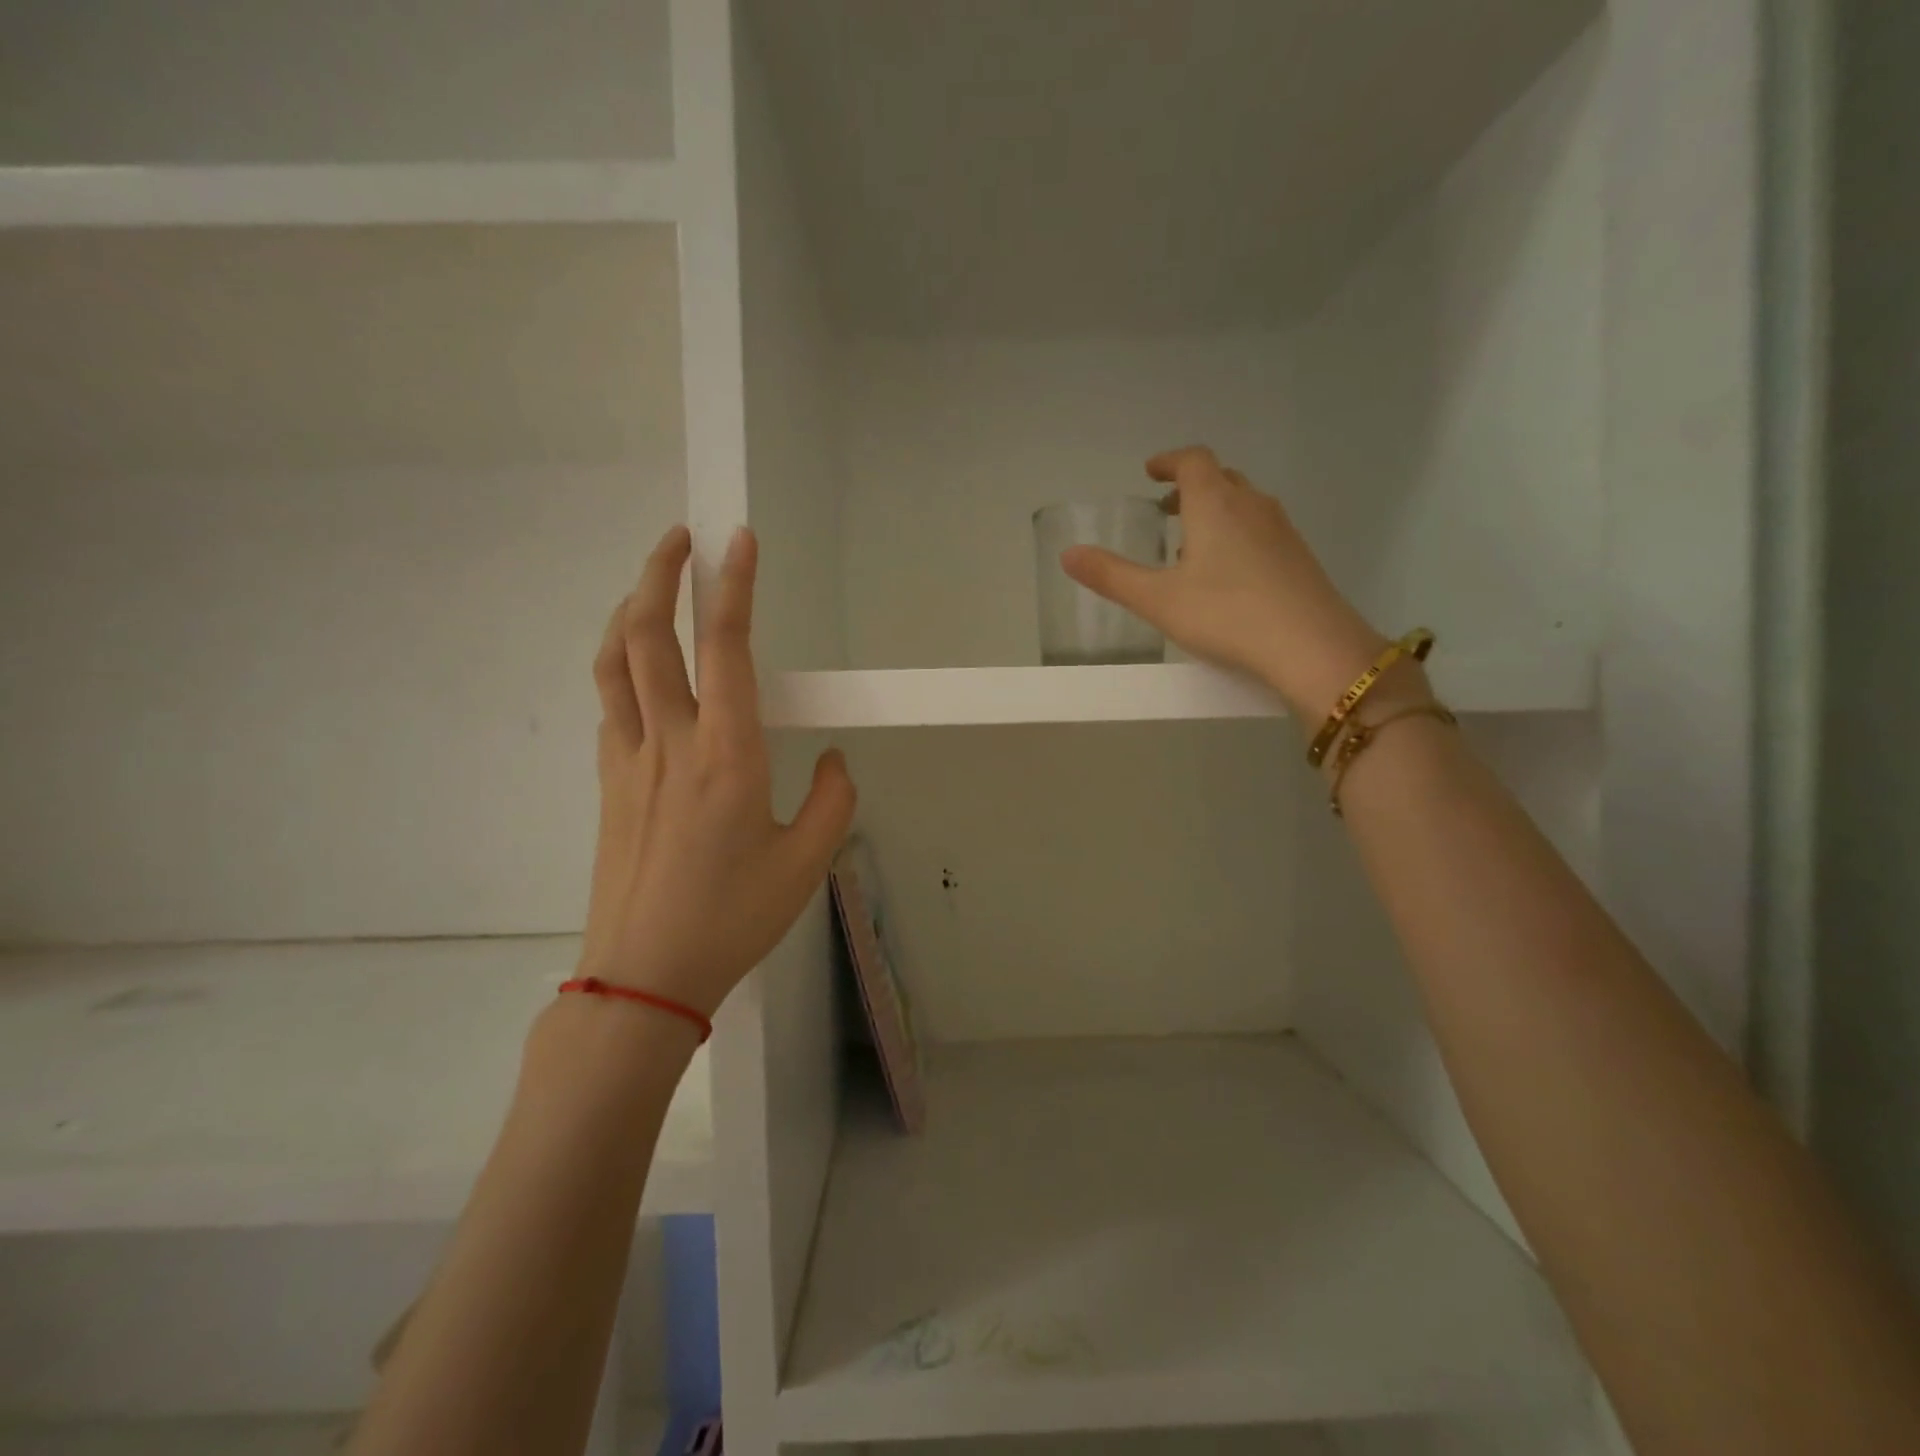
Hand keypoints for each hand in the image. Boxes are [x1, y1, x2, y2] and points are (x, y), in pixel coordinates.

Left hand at [578, 524, 855, 1016]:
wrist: (645, 974)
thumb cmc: (733, 917)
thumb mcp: (808, 862)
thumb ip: (833, 800)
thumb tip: (833, 759)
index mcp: (726, 754)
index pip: (727, 649)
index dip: (734, 588)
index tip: (739, 541)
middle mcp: (670, 742)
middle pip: (648, 636)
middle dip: (660, 574)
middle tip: (680, 537)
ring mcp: (629, 760)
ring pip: (614, 663)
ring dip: (628, 611)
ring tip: (648, 585)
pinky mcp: (609, 783)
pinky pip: (609, 704)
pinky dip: (619, 665)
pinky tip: (636, 671)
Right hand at [1061, 446, 1390, 719]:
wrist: (1311, 646)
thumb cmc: (1225, 614)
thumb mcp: (1157, 599)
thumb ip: (1111, 576)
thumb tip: (1067, 554)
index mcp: (1215, 504)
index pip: (1192, 461)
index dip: (1169, 461)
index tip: (1151, 471)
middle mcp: (1252, 505)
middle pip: (1221, 478)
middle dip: (1191, 487)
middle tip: (1167, 508)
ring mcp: (1282, 530)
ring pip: (1244, 504)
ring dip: (1216, 511)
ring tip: (1192, 544)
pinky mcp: (1299, 557)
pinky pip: (1262, 529)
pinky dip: (1238, 534)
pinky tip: (1228, 575)